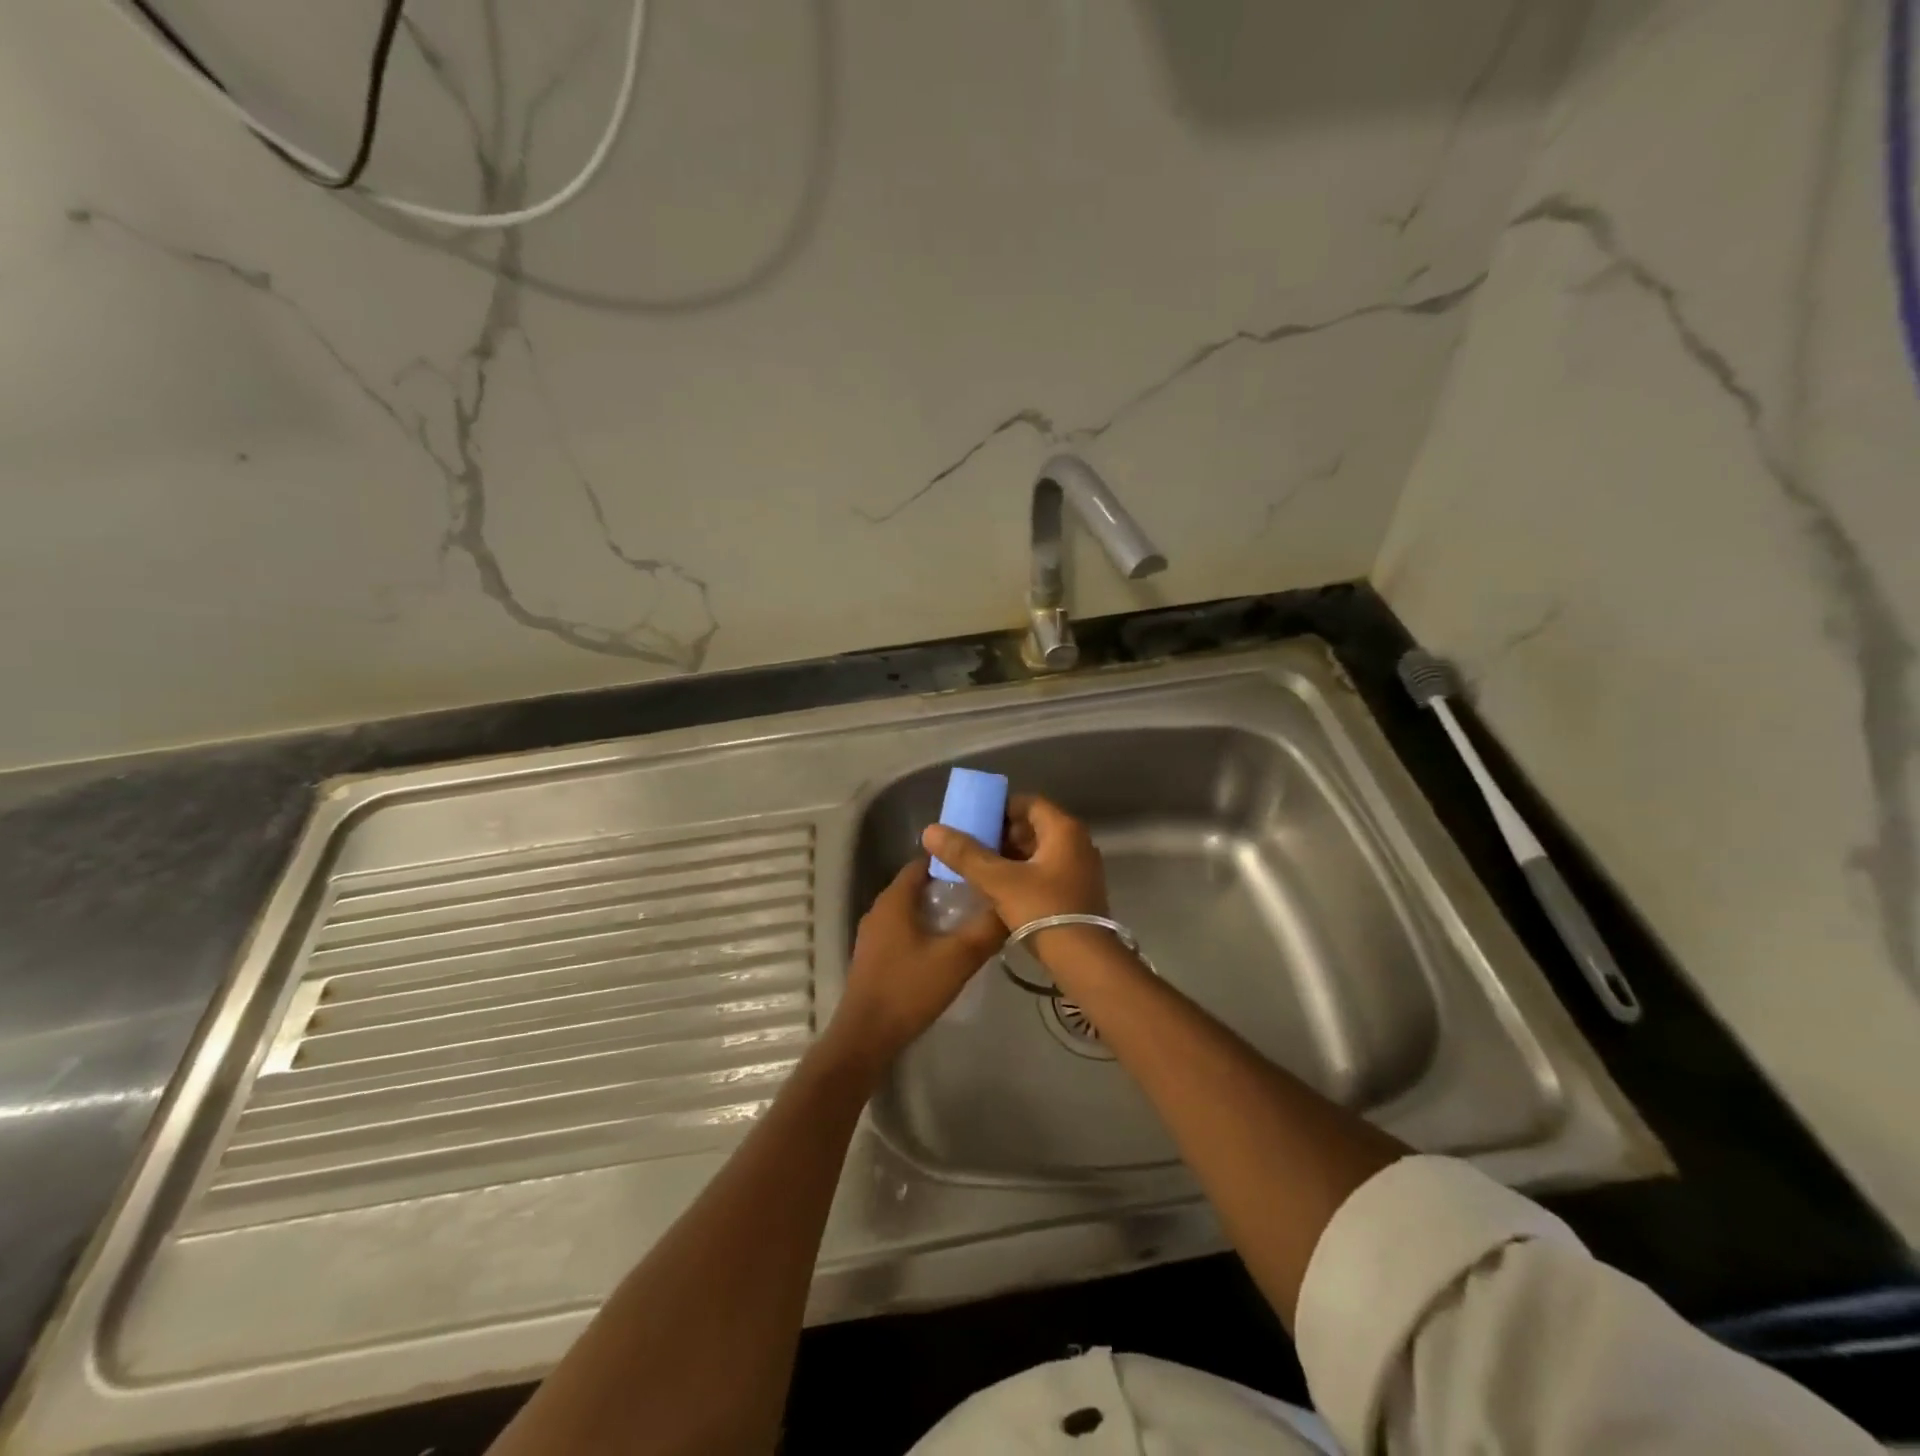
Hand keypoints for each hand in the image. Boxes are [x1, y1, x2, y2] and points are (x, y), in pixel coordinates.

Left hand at [828, 857, 1005, 1065]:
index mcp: (895, 899)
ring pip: (913, 909)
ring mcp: (875, 933)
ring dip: (940, 909)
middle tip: (985, 892)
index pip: (926, 861)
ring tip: (974, 917)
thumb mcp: (957, 959)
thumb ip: (986, 929)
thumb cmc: (909, 989)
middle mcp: (880, 908)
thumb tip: (1012, 905)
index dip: (955, 860)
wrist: (866, 1037)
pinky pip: (905, 929)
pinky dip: (926, 928)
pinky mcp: (875, 954)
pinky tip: (949, 945)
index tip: (983, 864)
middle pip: (920, 885)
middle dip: (951, 885)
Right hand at [920, 793, 1107, 933]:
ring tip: (980, 868)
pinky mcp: (1078, 892)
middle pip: (1034, 826)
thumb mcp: (998, 881)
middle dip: (1002, 834)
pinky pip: (1046, 871)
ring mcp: (1081, 869)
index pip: (1028, 802)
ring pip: (1039, 851)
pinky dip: (1023, 873)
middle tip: (972, 846)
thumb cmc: (1043, 910)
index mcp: (1064, 830)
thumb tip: (931, 830)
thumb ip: (965, 854)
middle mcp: (1078, 843)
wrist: (1084, 961)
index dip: (1000, 808)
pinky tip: (1000, 888)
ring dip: (1011, 856)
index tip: (974, 821)